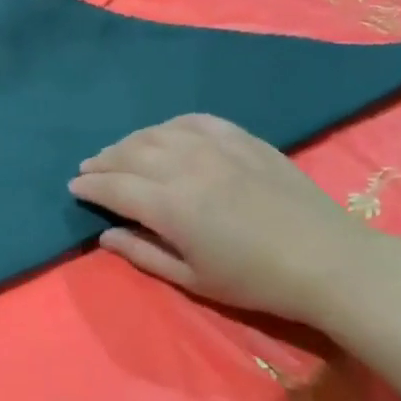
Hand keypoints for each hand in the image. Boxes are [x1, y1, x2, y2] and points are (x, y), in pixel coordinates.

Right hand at [68, 113, 380, 324]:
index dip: (89, 186)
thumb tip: (104, 234)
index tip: (74, 187)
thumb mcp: (193, 280)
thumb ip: (143, 254)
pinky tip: (164, 134)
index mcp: (169, 205)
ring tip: (119, 152)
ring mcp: (212, 145)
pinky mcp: (238, 136)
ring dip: (130, 142)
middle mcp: (183, 165)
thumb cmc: (255, 280)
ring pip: (155, 133)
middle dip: (102, 161)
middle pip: (128, 154)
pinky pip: (192, 120)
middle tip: (89, 168)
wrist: (326, 259)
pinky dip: (169, 126)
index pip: (113, 187)